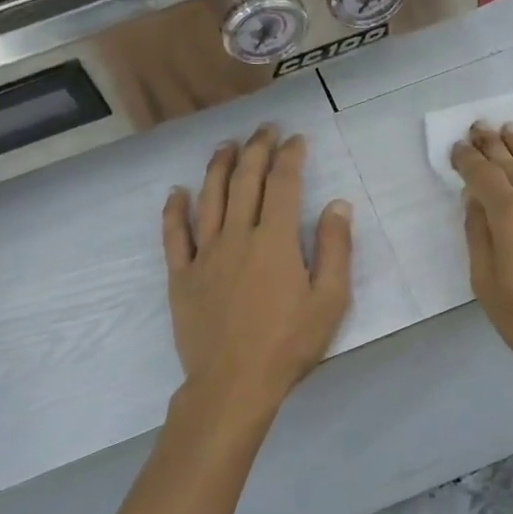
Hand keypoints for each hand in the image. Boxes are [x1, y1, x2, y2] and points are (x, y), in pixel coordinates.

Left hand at [162, 126, 352, 426]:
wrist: (233, 384)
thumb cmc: (288, 344)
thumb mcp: (330, 301)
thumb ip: (335, 250)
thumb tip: (338, 205)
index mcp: (275, 240)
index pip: (283, 183)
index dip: (290, 156)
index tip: (296, 139)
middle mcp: (237, 235)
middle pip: (245, 180)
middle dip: (256, 148)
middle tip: (264, 129)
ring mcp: (205, 254)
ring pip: (209, 197)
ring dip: (218, 166)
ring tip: (226, 146)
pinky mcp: (182, 275)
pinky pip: (174, 235)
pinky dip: (175, 210)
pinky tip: (177, 192)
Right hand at [453, 124, 512, 413]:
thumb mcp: (487, 286)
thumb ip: (478, 236)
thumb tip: (474, 201)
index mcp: (511, 219)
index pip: (484, 177)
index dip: (468, 160)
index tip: (457, 147)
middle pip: (512, 165)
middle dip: (492, 145)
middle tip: (478, 126)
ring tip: (508, 128)